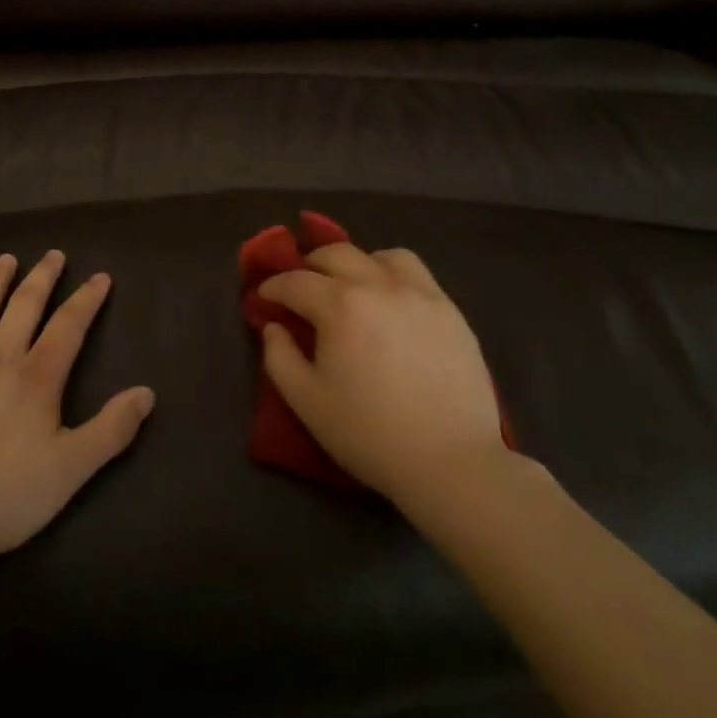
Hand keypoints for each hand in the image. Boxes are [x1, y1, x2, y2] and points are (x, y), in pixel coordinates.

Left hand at [0, 251, 154, 567]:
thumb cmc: (2, 495)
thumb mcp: (70, 470)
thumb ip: (111, 430)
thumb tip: (147, 392)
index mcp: (36, 377)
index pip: (69, 326)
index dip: (87, 299)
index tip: (100, 276)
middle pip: (25, 305)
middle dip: (43, 277)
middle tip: (54, 254)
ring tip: (6, 259)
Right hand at [259, 244, 511, 505]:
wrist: (452, 463)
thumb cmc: (370, 435)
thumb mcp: (307, 403)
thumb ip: (280, 358)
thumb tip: (273, 326)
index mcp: (339, 306)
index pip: (296, 282)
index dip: (274, 286)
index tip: (265, 296)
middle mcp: (378, 285)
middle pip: (335, 254)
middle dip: (310, 266)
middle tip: (302, 288)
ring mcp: (418, 293)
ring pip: (379, 256)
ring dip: (356, 264)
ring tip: (352, 286)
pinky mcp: (449, 309)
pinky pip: (416, 272)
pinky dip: (393, 273)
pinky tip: (391, 300)